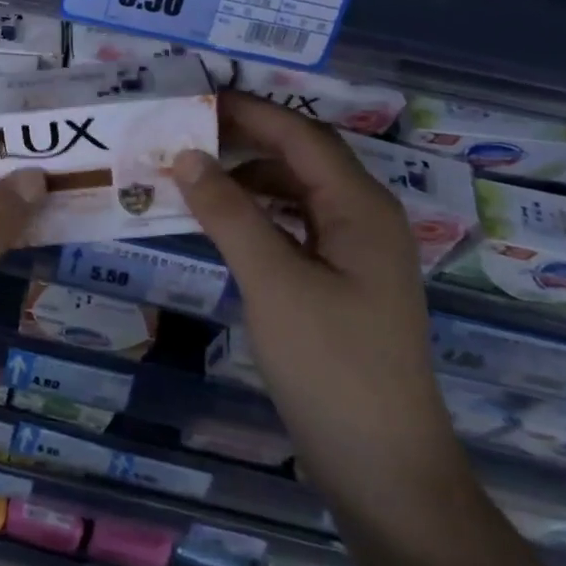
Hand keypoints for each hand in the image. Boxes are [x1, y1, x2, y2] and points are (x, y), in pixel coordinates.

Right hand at [169, 93, 460, 504]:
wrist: (384, 466)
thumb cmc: (332, 366)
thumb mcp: (273, 282)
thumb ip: (229, 213)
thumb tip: (186, 156)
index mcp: (360, 207)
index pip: (300, 134)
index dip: (248, 110)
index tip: (193, 98)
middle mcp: (364, 218)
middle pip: (300, 157)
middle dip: (244, 138)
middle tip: (181, 133)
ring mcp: (354, 253)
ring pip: (296, 192)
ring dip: (247, 176)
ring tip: (192, 172)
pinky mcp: (340, 283)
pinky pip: (294, 226)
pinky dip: (256, 214)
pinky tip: (222, 222)